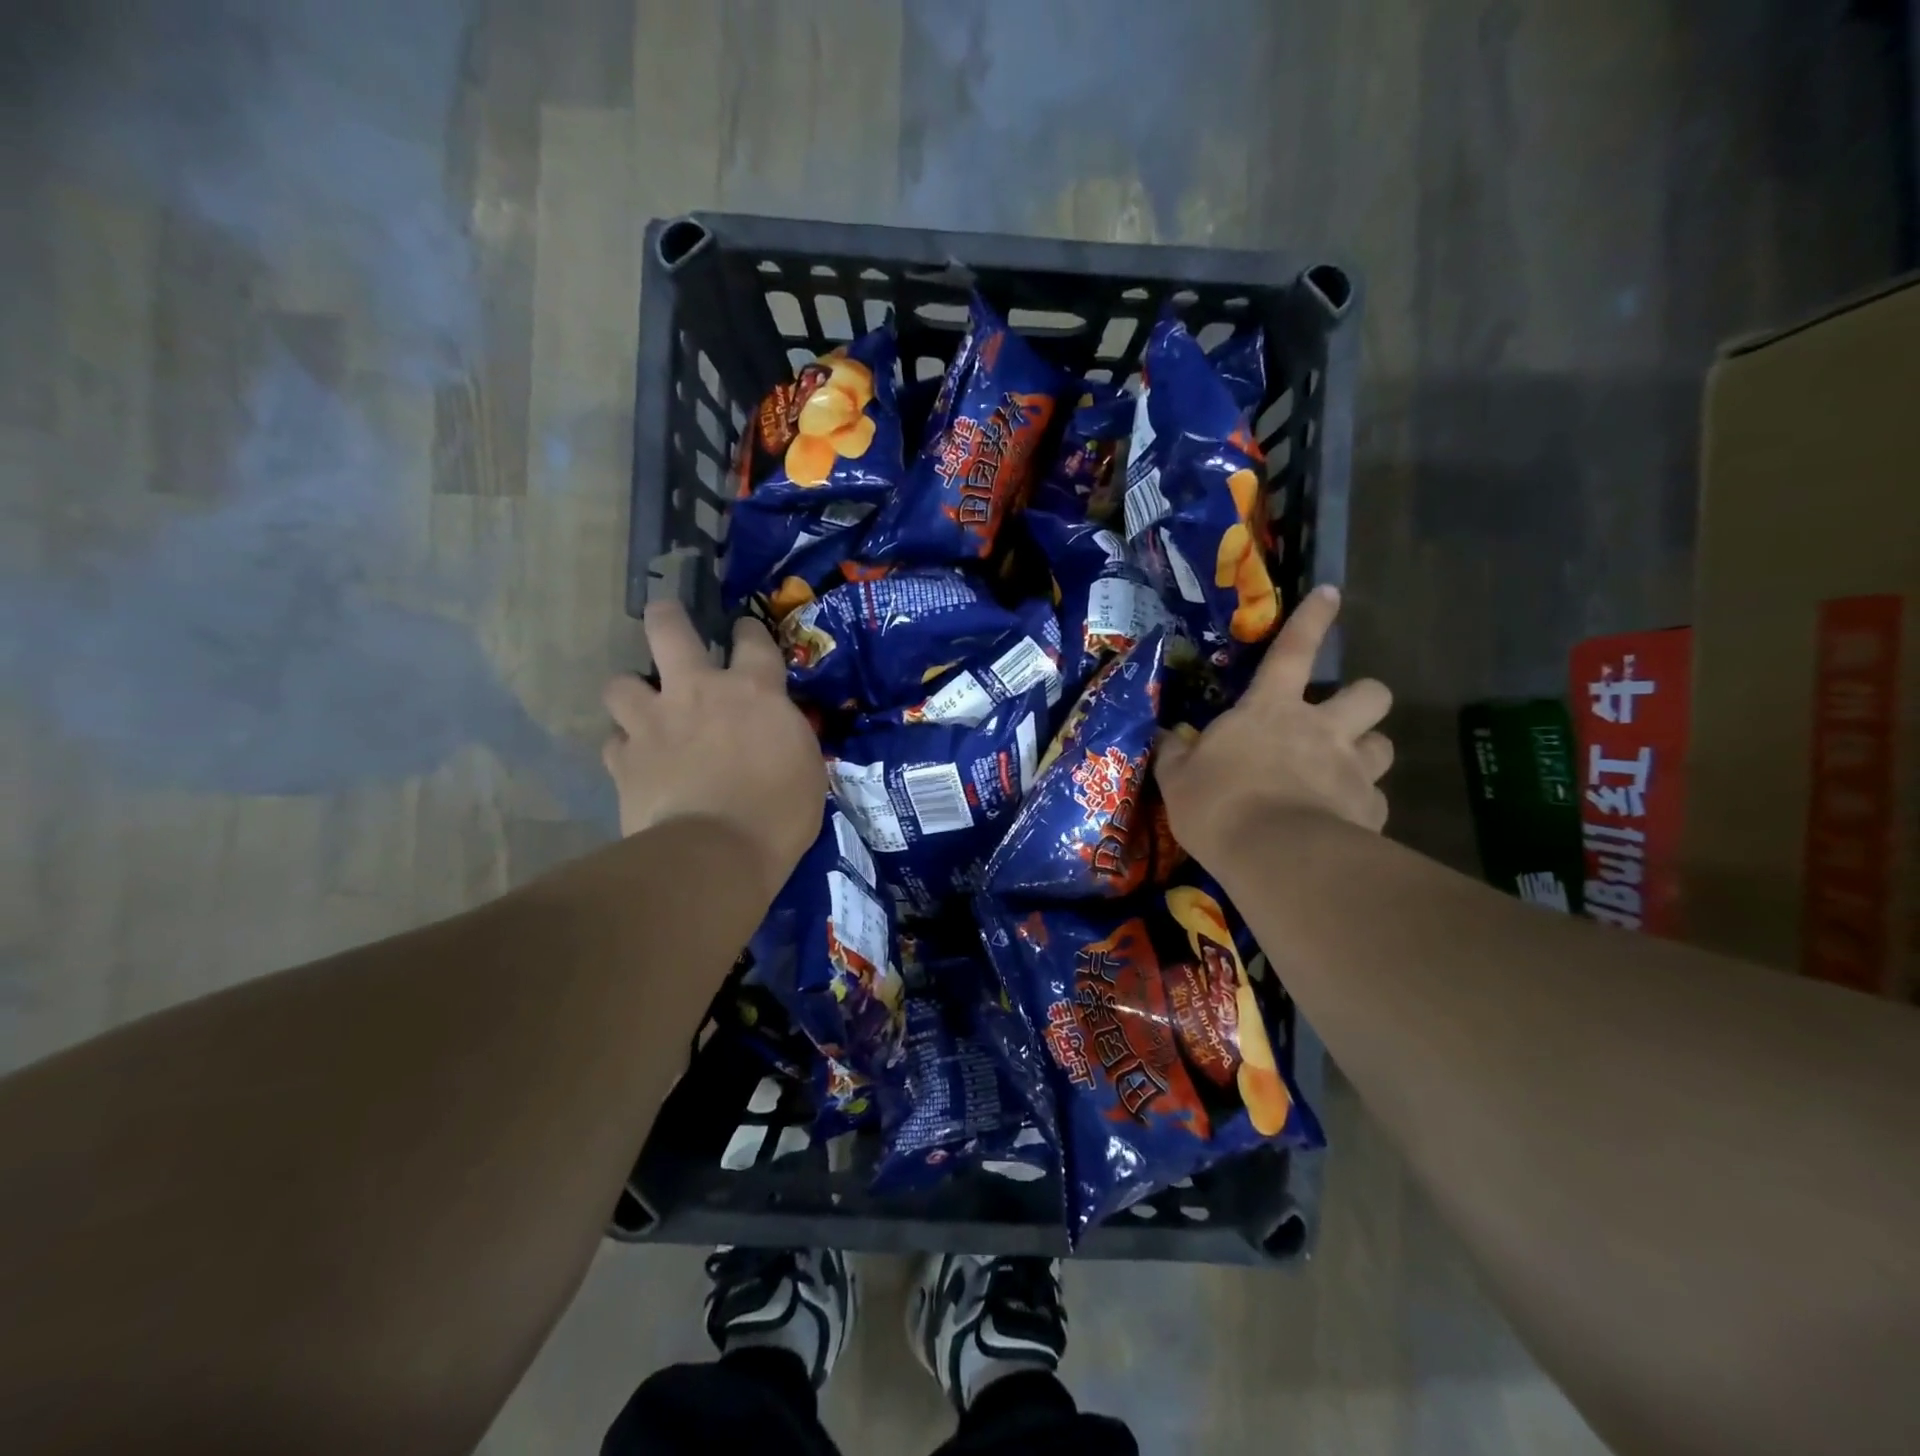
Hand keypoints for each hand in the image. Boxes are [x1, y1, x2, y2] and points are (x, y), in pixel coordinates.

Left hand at [602, 602, 825, 902]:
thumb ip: (785, 736)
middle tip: (665, 619)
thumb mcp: (806, 766)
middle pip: (668, 630)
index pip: (752, 640)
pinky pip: (614, 742)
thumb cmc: (780, 812)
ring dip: (631, 693)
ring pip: (620, 684)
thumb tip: (776, 732)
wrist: (718, 853)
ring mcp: (653, 722)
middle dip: (665, 617)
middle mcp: (697, 691)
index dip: (747, 631)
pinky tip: (634, 760)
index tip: (743, 632)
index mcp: (753, 691)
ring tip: (642, 709)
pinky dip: (624, 747)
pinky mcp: (624, 760)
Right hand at [1155, 585, 1392, 867]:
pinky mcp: (1370, 811)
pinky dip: (1360, 806)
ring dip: (1366, 752)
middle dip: (1363, 700)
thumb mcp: (1178, 779)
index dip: (1312, 619)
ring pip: (1384, 745)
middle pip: (1371, 694)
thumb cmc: (1217, 804)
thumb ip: (1174, 754)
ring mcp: (1353, 769)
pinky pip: (1375, 800)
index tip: (1332, 594)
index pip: (1294, 650)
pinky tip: (1340, 824)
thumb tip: (1162, 737)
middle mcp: (1322, 729)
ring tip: (1344, 772)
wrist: (1273, 856)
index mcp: (1271, 710)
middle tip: (1341, 721)